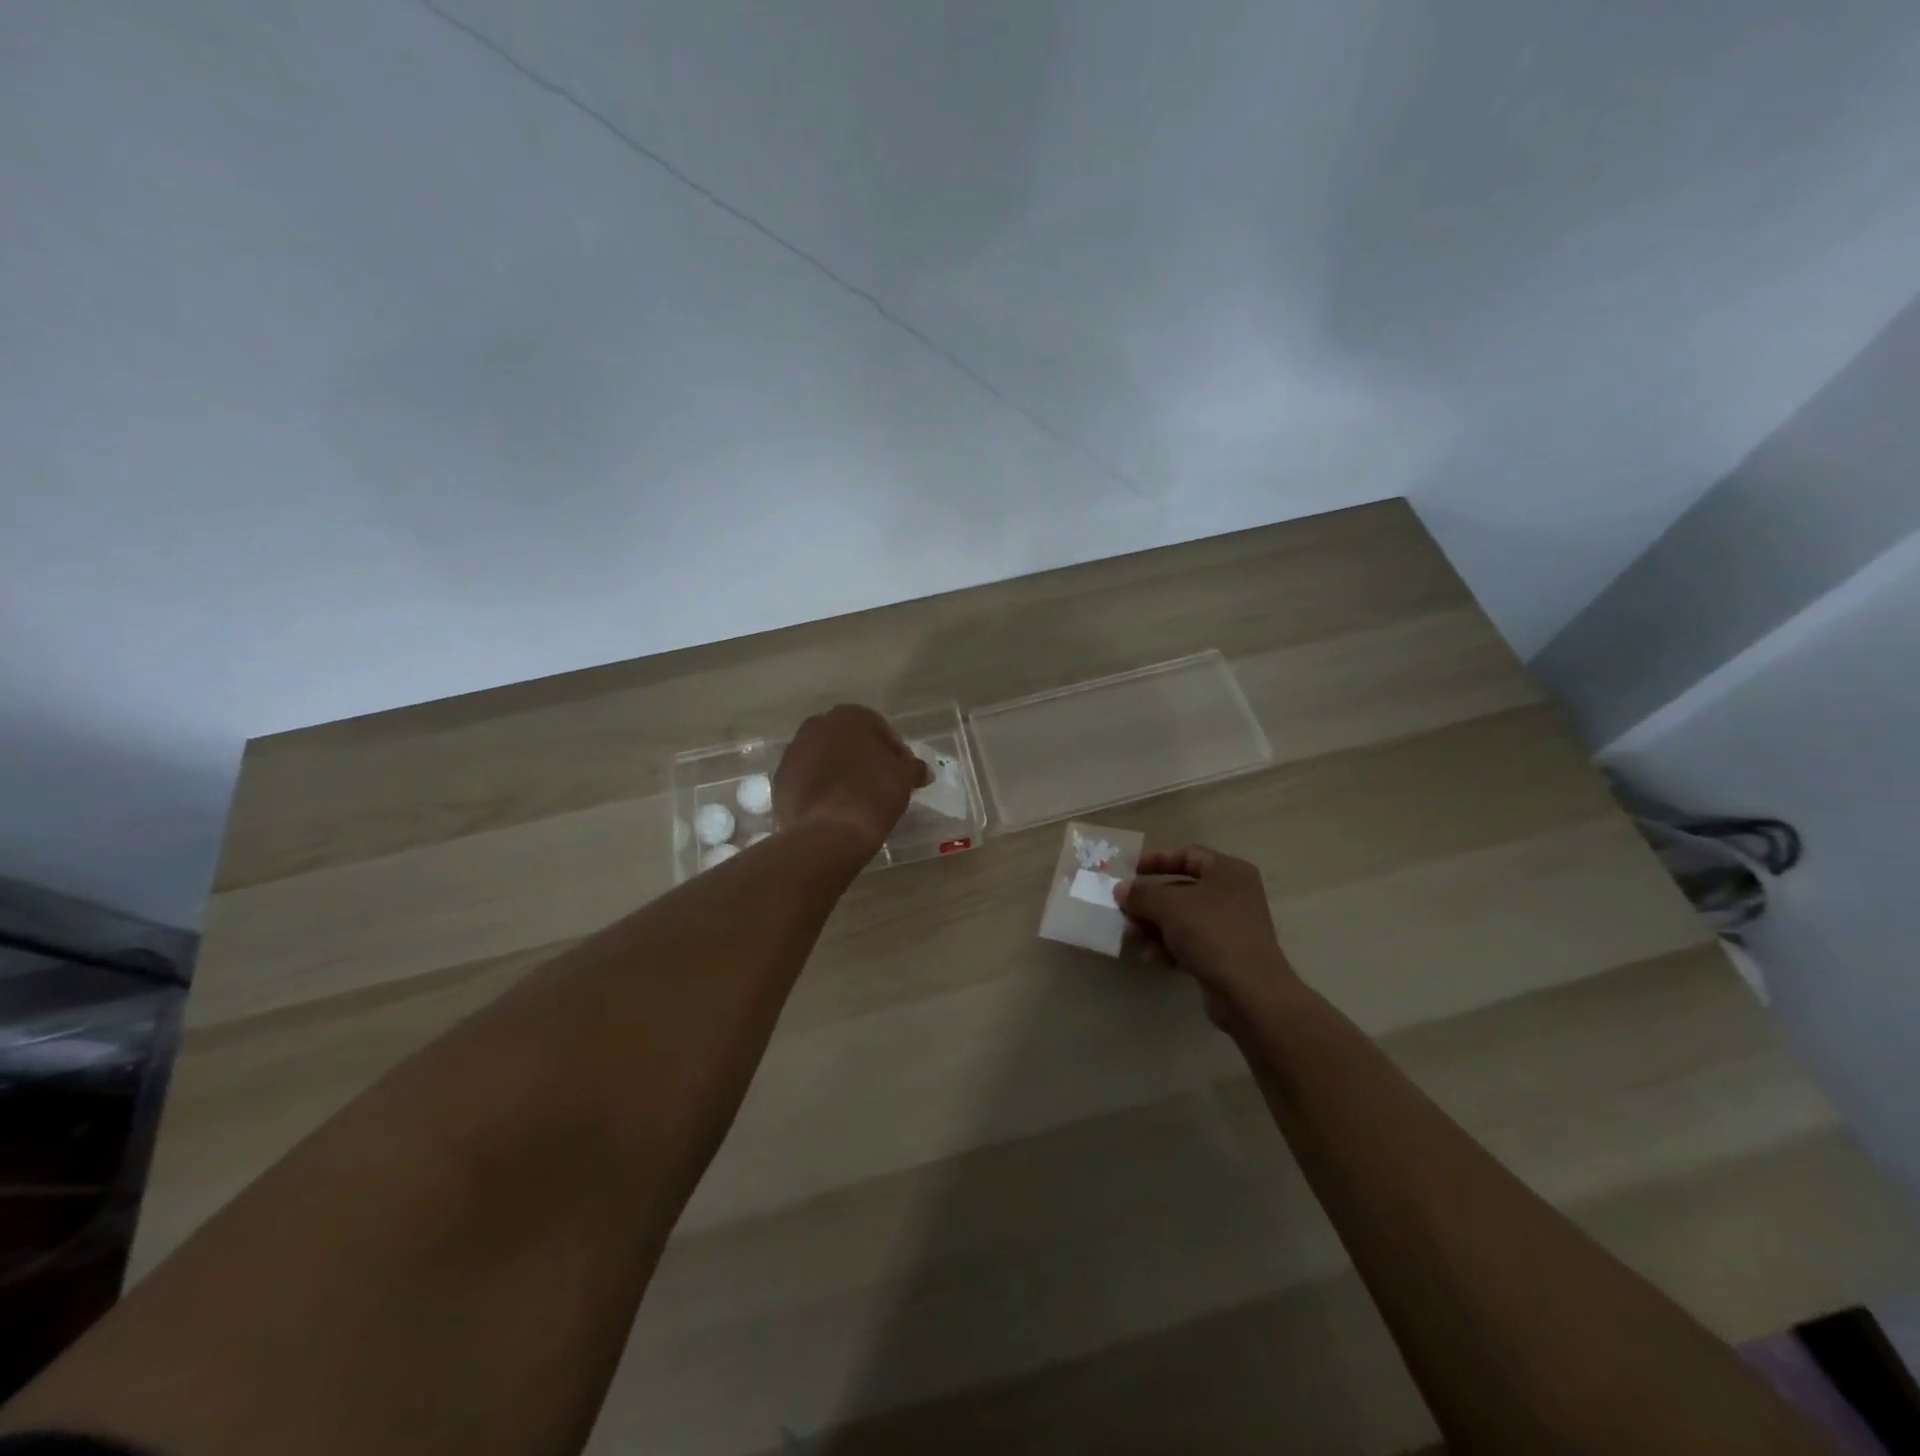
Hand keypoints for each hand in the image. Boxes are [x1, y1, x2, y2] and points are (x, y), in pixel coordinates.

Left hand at [773, 704, 930, 853]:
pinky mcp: (780, 780)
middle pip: (848, 741)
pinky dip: (821, 788)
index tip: (904, 774)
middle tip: (881, 783)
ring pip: (825, 758)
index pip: (880, 729)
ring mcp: (793, 753)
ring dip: (841, 772)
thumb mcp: (904, 779)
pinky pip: (807, 779)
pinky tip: (835, 809)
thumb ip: (914, 768)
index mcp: (848, 717)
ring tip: (857, 798)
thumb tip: (920, 770)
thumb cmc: (872, 795)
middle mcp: (816, 726)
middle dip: (865, 758)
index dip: (895, 752)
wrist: (826, 833)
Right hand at [1117, 845, 1300, 1021]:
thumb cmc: (1212, 933)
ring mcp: (1229, 927)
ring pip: (1180, 919)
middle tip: (1123, 910)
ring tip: (1132, 937)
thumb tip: (1121, 889)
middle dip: (1149, 901)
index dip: (1156, 860)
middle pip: (1180, 889)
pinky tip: (1152, 958)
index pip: (1187, 855)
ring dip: (1153, 926)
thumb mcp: (1169, 906)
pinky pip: (1188, 943)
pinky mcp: (1224, 956)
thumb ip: (1141, 894)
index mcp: (1228, 872)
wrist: (1250, 993)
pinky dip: (1168, 947)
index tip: (1129, 871)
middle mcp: (1232, 894)